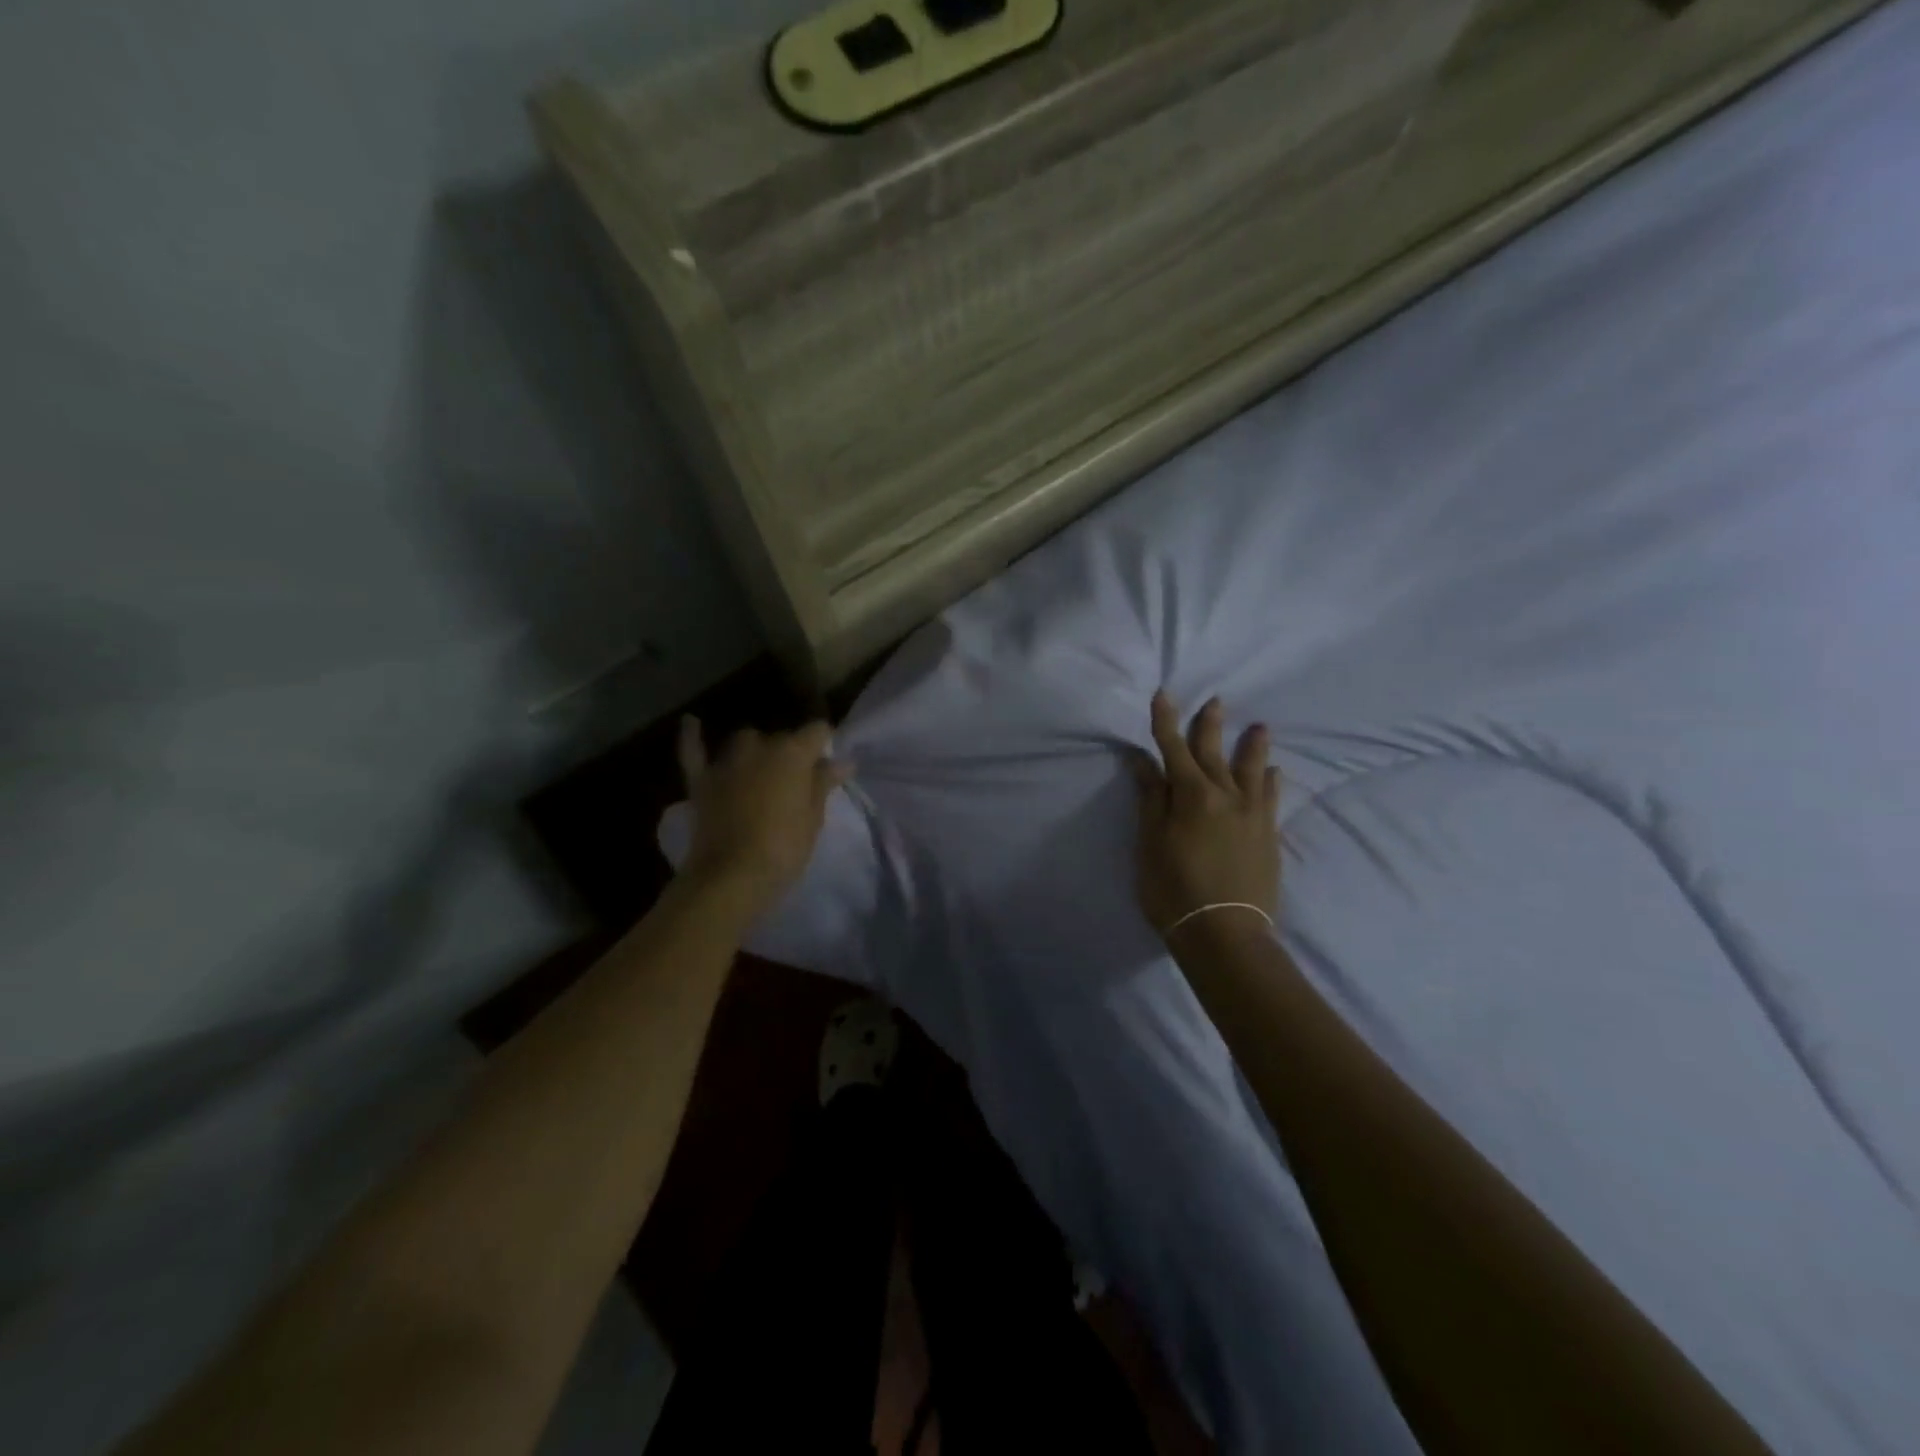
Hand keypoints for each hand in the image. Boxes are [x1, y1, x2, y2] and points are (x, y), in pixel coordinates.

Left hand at [676, 717, 848, 916]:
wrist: (731, 876)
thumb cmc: (784, 848)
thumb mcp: (813, 818)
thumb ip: (823, 784)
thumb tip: (842, 761)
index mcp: (793, 753)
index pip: (817, 731)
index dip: (824, 744)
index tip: (828, 763)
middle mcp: (759, 747)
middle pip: (781, 738)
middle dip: (791, 753)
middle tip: (798, 780)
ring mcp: (727, 762)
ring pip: (745, 741)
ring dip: (756, 750)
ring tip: (763, 769)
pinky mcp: (701, 781)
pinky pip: (694, 751)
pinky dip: (692, 737)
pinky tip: (692, 722)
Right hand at [1133, 692, 1281, 938]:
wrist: (1225, 933)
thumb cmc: (1173, 889)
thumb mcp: (1150, 843)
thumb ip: (1150, 799)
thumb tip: (1143, 760)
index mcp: (1191, 795)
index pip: (1173, 748)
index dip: (1166, 720)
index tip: (1163, 694)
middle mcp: (1225, 796)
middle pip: (1214, 752)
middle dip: (1210, 725)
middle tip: (1216, 700)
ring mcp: (1252, 815)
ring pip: (1252, 770)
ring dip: (1253, 746)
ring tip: (1259, 727)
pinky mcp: (1268, 836)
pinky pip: (1271, 798)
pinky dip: (1270, 781)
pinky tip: (1273, 773)